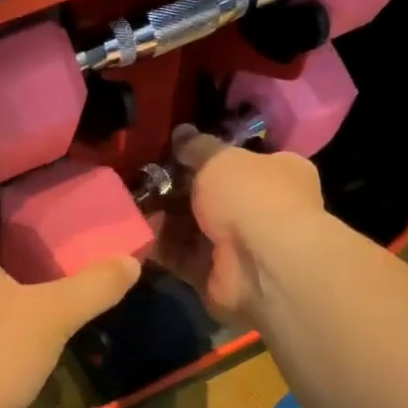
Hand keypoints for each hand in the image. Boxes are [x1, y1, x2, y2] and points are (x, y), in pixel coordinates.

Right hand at [151, 125, 326, 325]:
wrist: (262, 264)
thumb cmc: (251, 197)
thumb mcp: (220, 159)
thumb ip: (197, 147)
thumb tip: (181, 132)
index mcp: (278, 173)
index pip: (241, 160)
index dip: (208, 156)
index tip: (173, 152)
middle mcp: (262, 209)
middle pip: (211, 196)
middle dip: (176, 190)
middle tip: (143, 179)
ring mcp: (239, 246)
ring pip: (192, 227)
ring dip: (162, 218)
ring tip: (129, 205)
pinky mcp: (215, 275)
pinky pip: (180, 257)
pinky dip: (159, 247)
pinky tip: (133, 233)